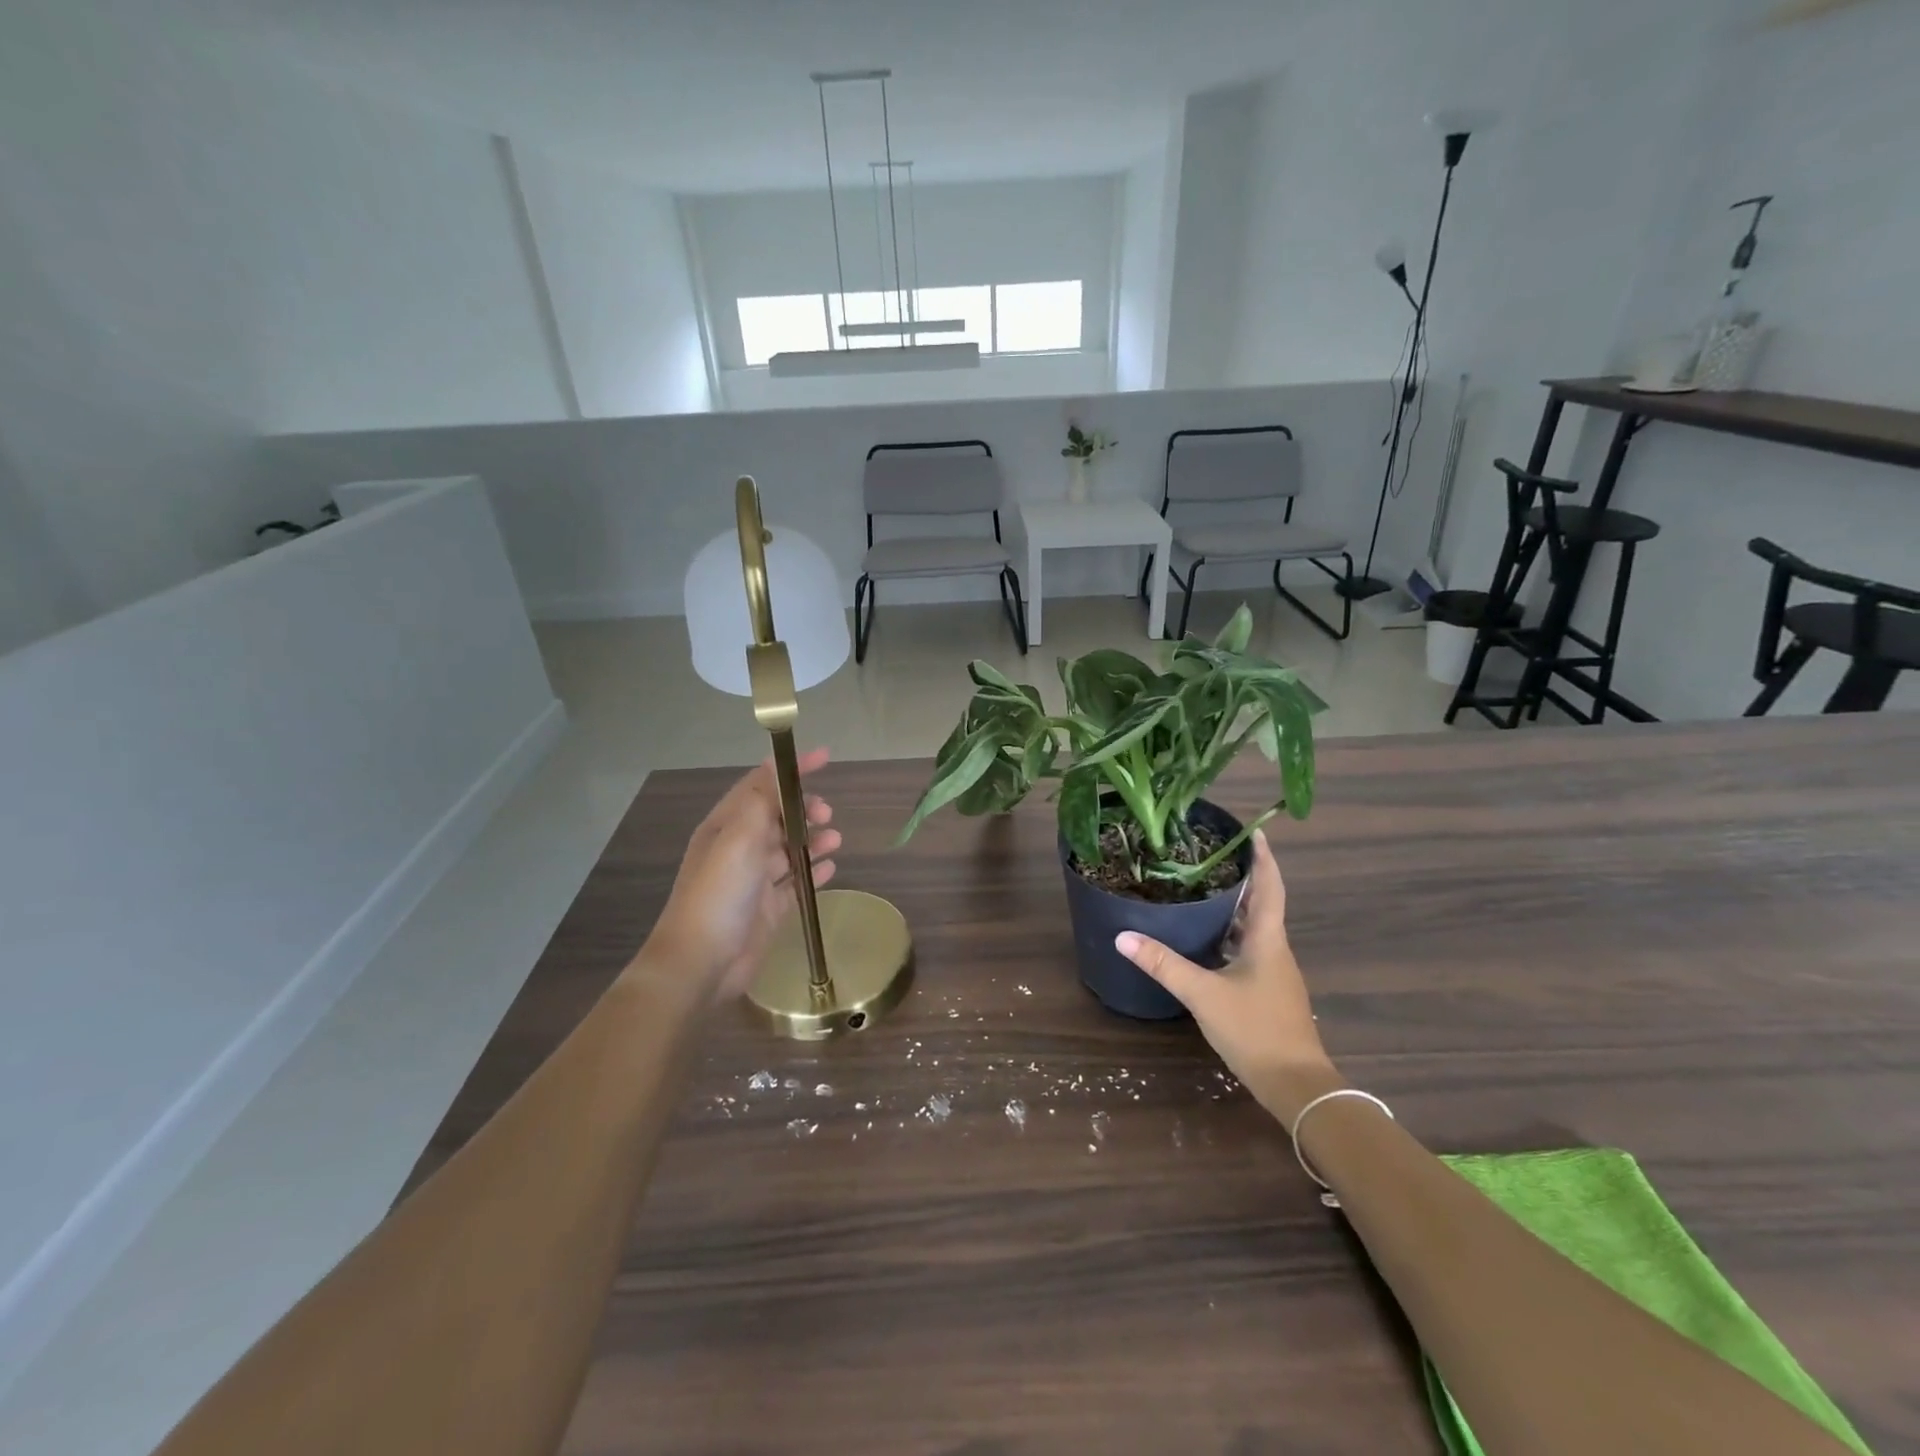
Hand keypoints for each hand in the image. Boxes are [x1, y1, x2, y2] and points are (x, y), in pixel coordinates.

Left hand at [644, 747, 840, 1005]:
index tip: (825, 758)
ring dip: (813, 839)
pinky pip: (795, 882)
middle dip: (804, 808)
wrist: (702, 962)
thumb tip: (775, 766)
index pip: (761, 785)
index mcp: (726, 827)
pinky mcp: (768, 909)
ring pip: (789, 849)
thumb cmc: (718, 893)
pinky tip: (831, 868)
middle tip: (827, 813)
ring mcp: (754, 881)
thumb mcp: (738, 837)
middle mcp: (739, 849)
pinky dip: (814, 871)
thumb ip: (760, 800)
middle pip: (777, 817)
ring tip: (836, 839)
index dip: (790, 770)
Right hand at [1115, 830, 1341, 1122]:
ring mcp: (1275, 973)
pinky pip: (1250, 950)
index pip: (1269, 887)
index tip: (1254, 830)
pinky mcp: (1269, 992)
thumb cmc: (1255, 1030)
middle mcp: (1276, 950)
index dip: (1262, 857)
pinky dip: (1231, 935)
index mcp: (1268, 940)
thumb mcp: (1203, 994)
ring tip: (1205, 888)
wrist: (1296, 1086)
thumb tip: (1122, 936)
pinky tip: (1208, 940)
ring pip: (1256, 928)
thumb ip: (1163, 964)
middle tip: (1212, 854)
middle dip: (1243, 877)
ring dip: (1237, 906)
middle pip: (1263, 903)